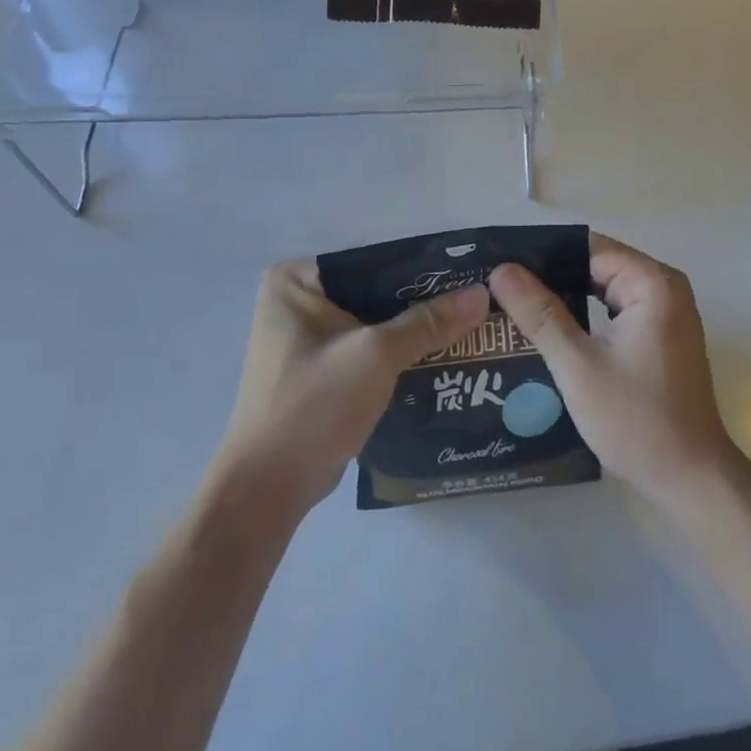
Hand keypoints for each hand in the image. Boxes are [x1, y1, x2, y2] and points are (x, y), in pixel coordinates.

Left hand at [213, 260, 488, 516]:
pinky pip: (368, 349)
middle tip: (476, 303)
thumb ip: (429, 322)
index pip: (374, 261)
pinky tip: (441, 357)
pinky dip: (399, 353)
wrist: (268, 488)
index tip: (469, 275)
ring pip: (375, 322)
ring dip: (415, 330)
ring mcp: (306, 338)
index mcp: (297, 280)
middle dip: (423, 303)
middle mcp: (297, 300)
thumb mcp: (377, 355)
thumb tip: (482, 293)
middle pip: (376, 291)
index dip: (423, 269)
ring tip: (469, 327)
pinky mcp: (319, 370)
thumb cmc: (314, 406)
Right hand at [488, 234, 735, 510]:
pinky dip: (584, 317)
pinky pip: (614, 311)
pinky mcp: (660, 337)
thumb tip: (501, 269)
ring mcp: (665, 313)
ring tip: (512, 306)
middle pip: (596, 266)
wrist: (689, 479)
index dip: (543, 256)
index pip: (587, 249)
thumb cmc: (635, 419)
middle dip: (550, 277)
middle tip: (498, 289)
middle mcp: (664, 287)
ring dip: (564, 298)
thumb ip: (539, 313)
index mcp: (652, 282)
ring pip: (603, 289)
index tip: (500, 266)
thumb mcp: (577, 365)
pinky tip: (547, 331)